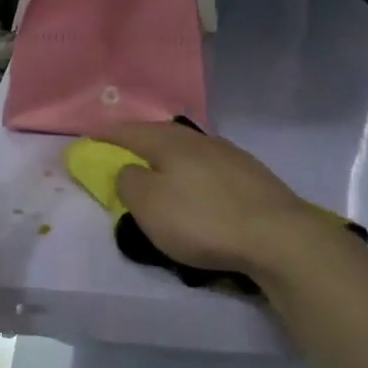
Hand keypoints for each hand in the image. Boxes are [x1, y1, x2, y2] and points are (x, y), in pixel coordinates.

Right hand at [99, 122, 336, 282]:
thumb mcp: (148, 205)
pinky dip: (192, 173)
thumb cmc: (203, 220)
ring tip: (157, 171)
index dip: (105, 135)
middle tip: (121, 153)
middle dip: (138, 141)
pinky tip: (196, 187)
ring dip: (168, 157)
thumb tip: (129, 169)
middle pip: (161, 135)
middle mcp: (201, 140)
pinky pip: (209, 167)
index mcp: (171, 142)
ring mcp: (231, 156)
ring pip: (188, 150)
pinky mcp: (253, 177)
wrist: (279, 237)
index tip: (88, 140)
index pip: (129, 131)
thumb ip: (129, 181)